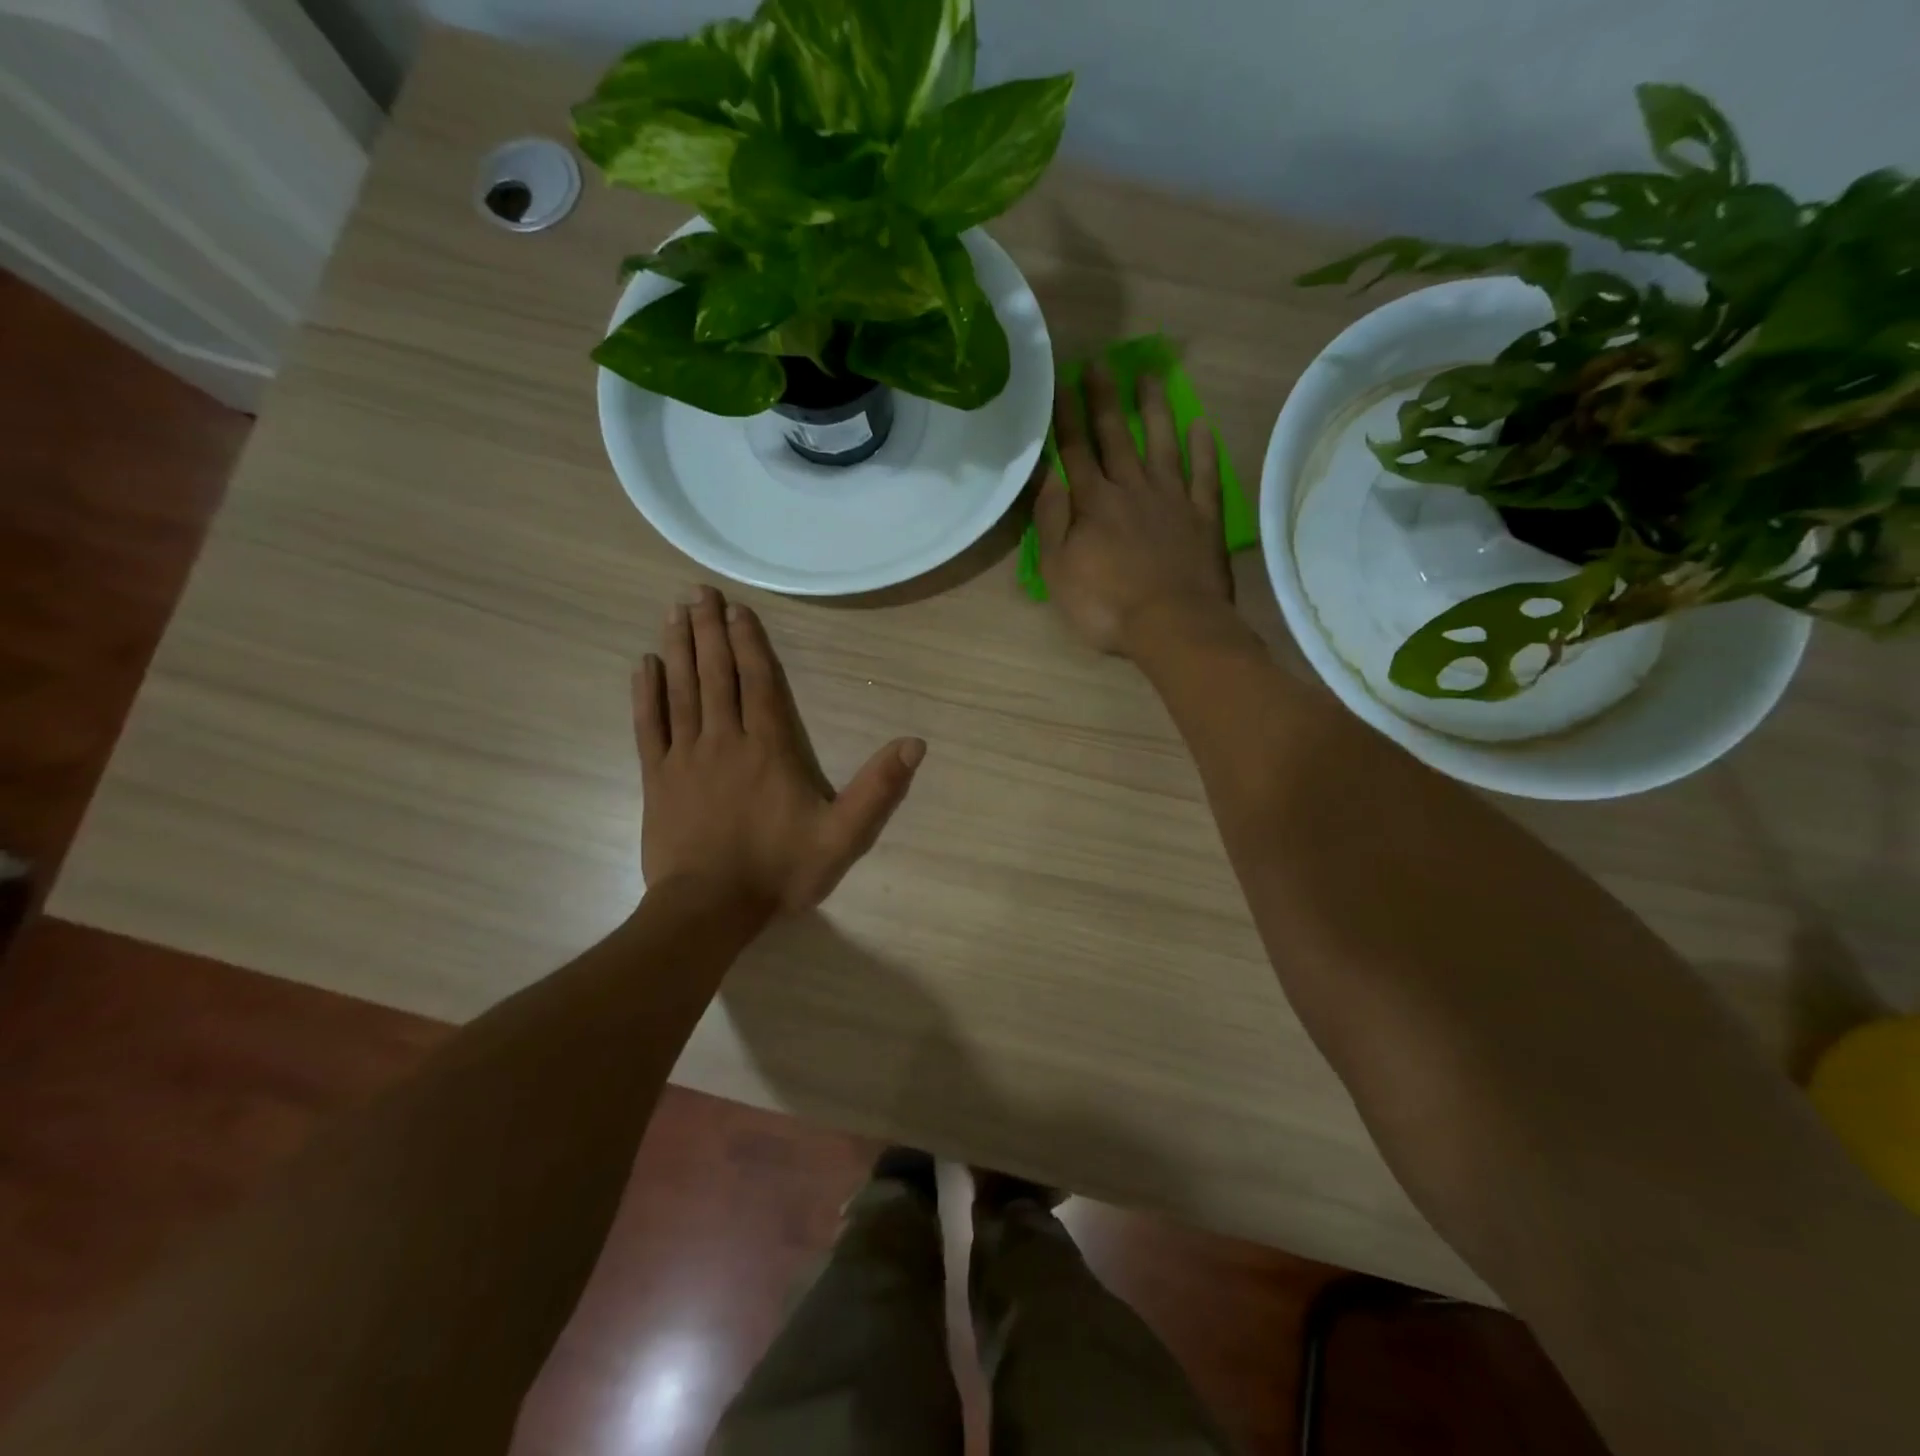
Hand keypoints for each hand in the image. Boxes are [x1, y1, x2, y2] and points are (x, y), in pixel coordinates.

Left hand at [634, 586, 924, 914]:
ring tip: (675, 612)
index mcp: (769, 748)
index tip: (737, 610)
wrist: (710, 909)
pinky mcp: (658, 779)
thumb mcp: (843, 836)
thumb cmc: (778, 871)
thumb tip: (915, 744)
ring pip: (681, 690)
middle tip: (698, 591)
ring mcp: (686, 757)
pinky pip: (650, 726)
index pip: (759, 683)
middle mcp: (725, 740)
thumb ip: (878, 789)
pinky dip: (646, 693)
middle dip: (709, 630)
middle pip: (716, 675)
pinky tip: (643, 665)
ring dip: (678, 649)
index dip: (749, 644)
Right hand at [1035, 367, 1234, 655]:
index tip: (1061, 382)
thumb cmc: (1105, 605)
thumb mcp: (1058, 570)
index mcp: (1093, 503)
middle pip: (1116, 436)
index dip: (1066, 416)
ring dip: (1153, 410)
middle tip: (1100, 364)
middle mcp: (1132, 489)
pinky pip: (1204, 474)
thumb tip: (1047, 474)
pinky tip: (1200, 425)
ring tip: (1148, 377)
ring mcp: (1172, 499)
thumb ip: (1051, 519)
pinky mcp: (1203, 517)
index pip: (1075, 450)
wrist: (1172, 625)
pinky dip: (1203, 449)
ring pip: (1161, 444)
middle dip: (1105, 399)